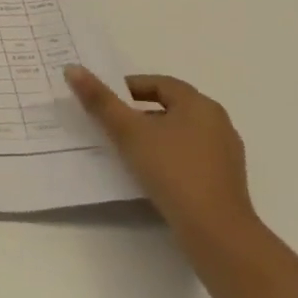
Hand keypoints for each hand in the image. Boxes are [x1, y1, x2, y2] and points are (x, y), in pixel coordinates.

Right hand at [64, 67, 254, 247]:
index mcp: (199, 105)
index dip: (129, 87)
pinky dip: (166, 155)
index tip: (104, 100)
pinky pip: (189, 155)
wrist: (214, 229)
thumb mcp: (128, 132)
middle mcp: (218, 122)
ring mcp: (225, 153)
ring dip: (152, 134)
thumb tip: (72, 68)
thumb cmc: (171, 170)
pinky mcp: (223, 178)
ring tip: (125, 148)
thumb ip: (100, 100)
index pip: (160, 83)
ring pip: (180, 132)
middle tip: (109, 123)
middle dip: (138, 112)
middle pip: (171, 107)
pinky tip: (149, 171)